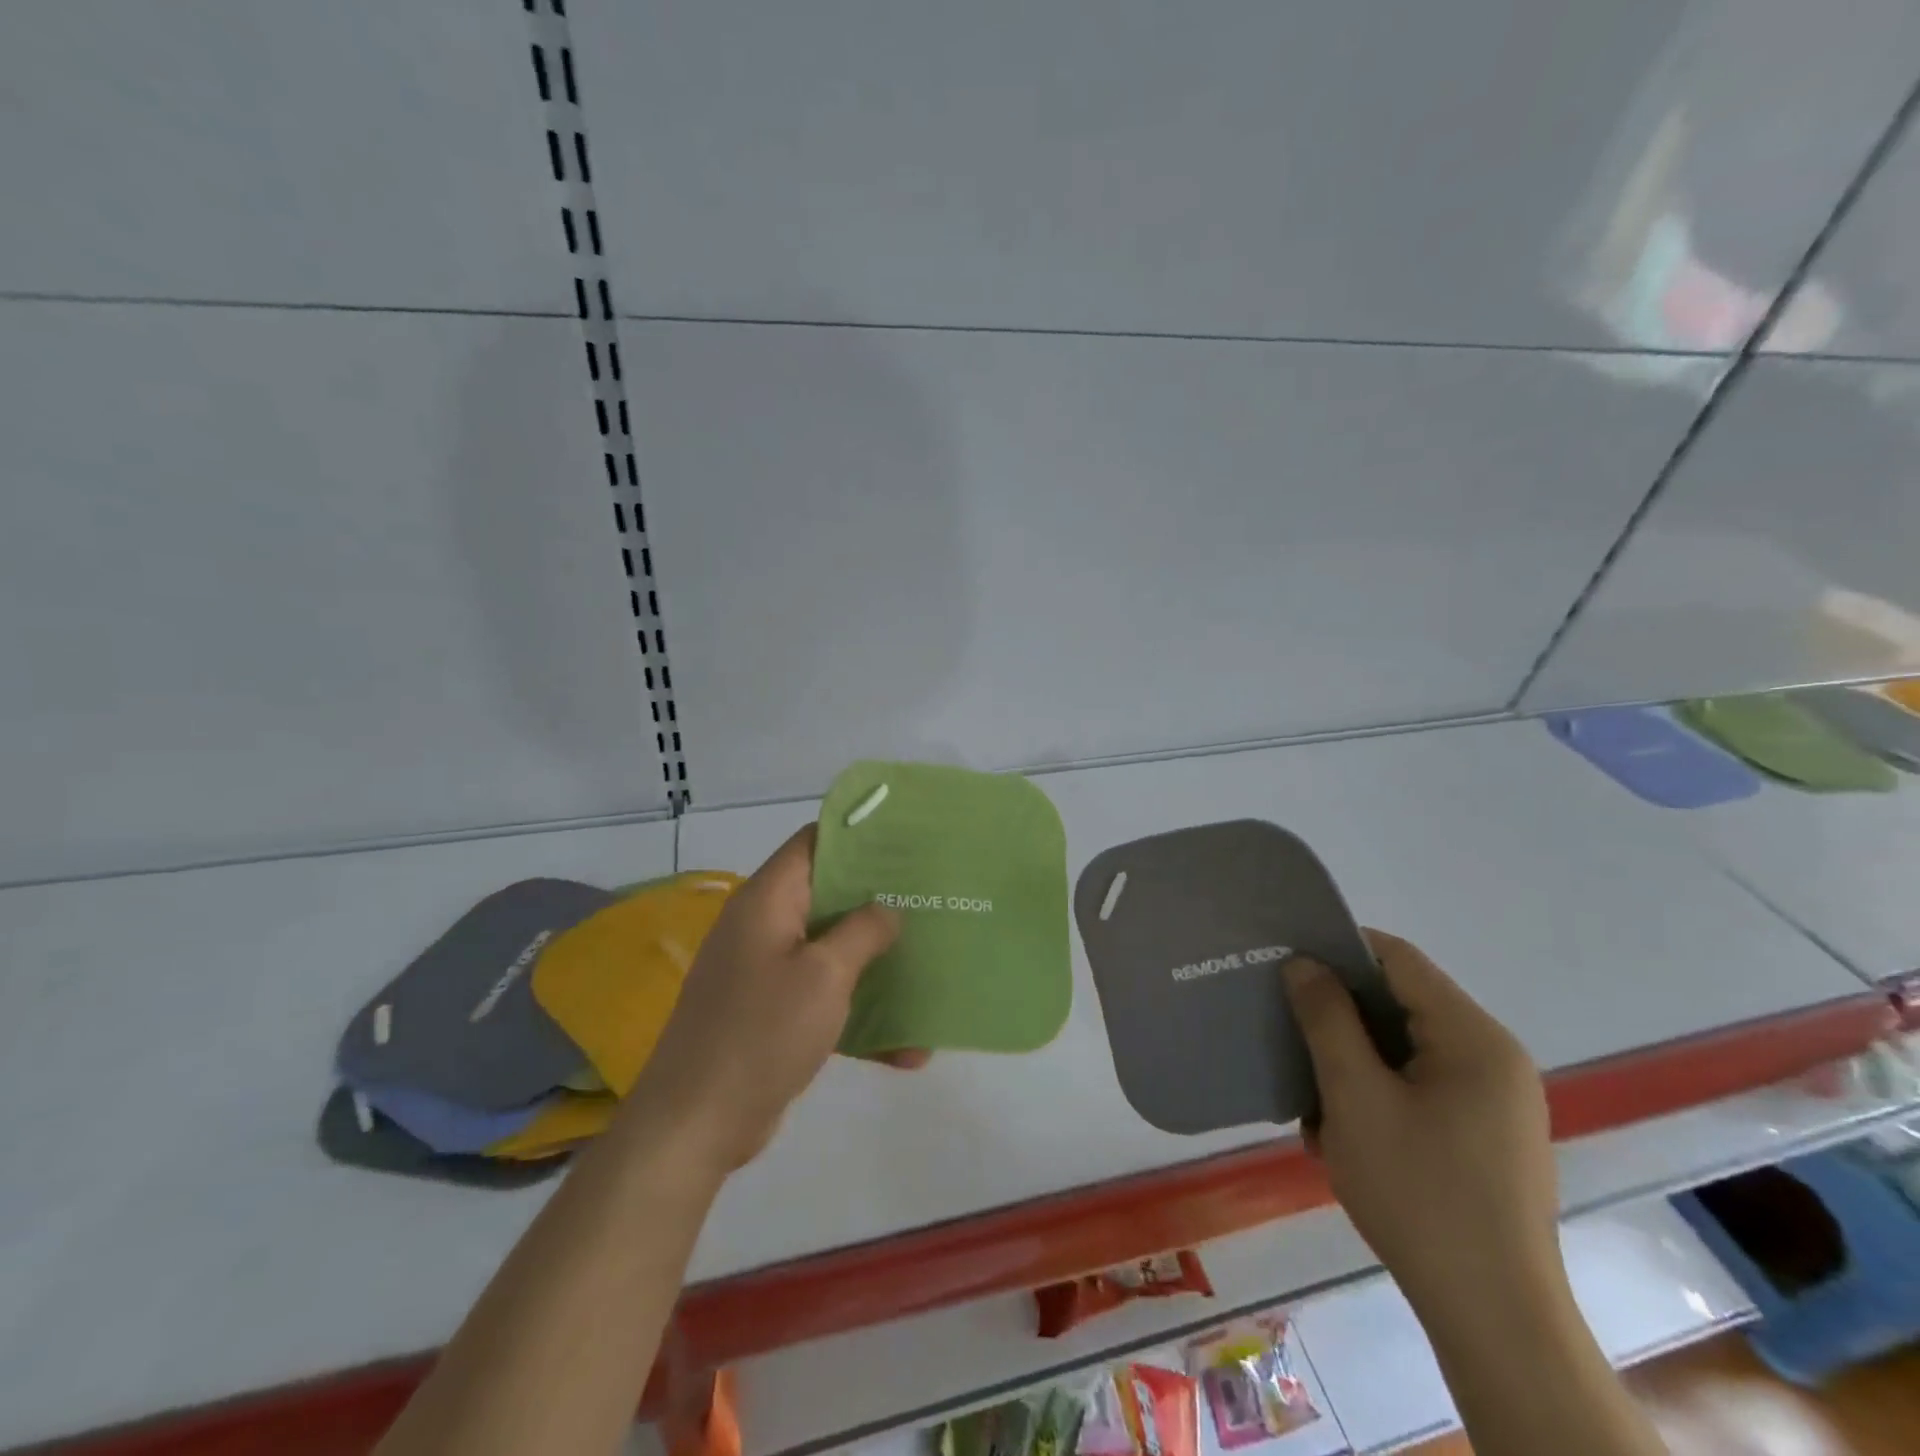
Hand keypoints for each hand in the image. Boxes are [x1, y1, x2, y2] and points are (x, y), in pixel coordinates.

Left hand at [628, 826, 902, 1170]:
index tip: (905, 844)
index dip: (857, 837)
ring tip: (928, 965)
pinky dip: (859, 1014)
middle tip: (929, 901)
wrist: (696, 1125)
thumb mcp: (824, 975)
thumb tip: (887, 908)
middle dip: (878, 901)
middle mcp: (762, 927)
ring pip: (830, 950)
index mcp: (767, 901)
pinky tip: (907, 1048)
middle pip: (827, 896)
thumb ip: (863, 931)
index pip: (812, 843)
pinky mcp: (770, 1014)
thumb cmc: (761, 1033)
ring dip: (874, 963)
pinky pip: (822, 998)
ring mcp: (764, 972)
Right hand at [1282, 931, 1560, 1326]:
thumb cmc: (1419, 1193)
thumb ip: (1327, 1018)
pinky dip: (1376, 1091)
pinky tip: (1342, 1129)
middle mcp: (1494, 1059)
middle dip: (1339, 1013)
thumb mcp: (1355, 1096)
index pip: (1398, 959)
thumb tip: (1304, 963)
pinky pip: (1419, 1086)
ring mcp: (1494, 1101)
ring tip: (1309, 1089)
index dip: (1339, 949)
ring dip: (1352, 1059)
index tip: (1286, 962)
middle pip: (1401, 1003)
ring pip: (1404, 1048)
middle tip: (1286, 1027)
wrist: (1493, 1319)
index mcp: (1474, 1038)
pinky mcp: (1486, 1136)